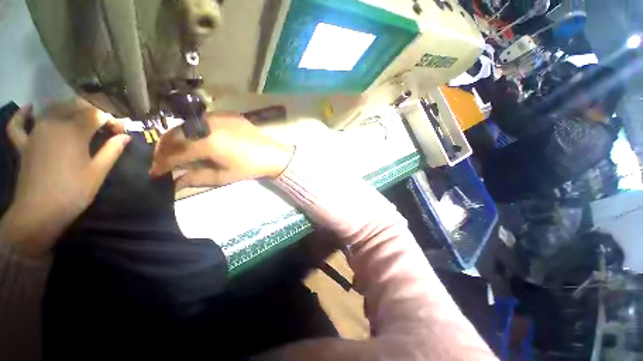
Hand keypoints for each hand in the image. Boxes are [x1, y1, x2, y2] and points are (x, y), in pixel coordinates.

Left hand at [0, 101, 130, 258]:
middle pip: (74, 107)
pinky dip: (23, 115)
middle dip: (93, 112)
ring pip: (51, 109)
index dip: (112, 119)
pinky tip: (30, 108)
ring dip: (68, 109)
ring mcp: (35, 132)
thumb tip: (126, 136)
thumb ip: (112, 150)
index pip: (97, 114)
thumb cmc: (73, 192)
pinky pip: (18, 124)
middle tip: (105, 126)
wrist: (39, 212)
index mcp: (74, 132)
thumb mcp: (98, 172)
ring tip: (80, 117)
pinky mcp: (23, 144)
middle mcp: (53, 124)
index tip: (122, 131)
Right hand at [150, 114, 293, 187]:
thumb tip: (175, 181)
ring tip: (174, 149)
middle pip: (176, 134)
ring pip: (187, 125)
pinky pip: (202, 120)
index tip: (154, 172)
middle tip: (161, 160)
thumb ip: (197, 177)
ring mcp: (219, 117)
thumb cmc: (250, 168)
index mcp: (208, 143)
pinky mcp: (228, 115)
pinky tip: (194, 138)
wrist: (273, 154)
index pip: (176, 153)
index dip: (162, 163)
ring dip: (176, 137)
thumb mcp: (224, 176)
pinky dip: (192, 129)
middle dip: (164, 148)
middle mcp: (209, 126)